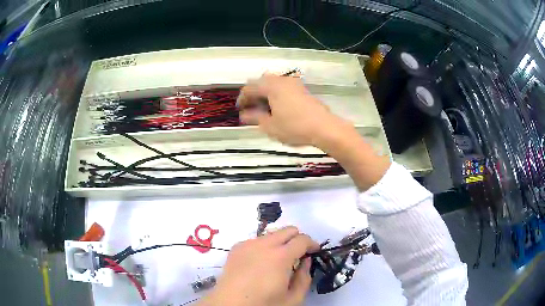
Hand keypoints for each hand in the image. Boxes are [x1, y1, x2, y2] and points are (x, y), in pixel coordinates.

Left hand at [200, 226, 318, 305]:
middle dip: (297, 239)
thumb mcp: (293, 299)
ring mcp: (247, 244)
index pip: (302, 239)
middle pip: (287, 230)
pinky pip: (256, 240)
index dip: (312, 244)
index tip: (314, 252)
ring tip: (278, 261)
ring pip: (271, 234)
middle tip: (299, 255)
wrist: (229, 305)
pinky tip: (260, 263)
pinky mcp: (235, 248)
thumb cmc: (263, 304)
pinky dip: (264, 247)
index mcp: (280, 256)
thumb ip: (304, 278)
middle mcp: (263, 244)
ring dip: (280, 242)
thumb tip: (305, 261)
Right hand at [237, 74, 345, 146]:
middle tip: (251, 108)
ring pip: (273, 83)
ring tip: (264, 108)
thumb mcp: (270, 126)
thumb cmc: (294, 127)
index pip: (250, 88)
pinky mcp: (303, 89)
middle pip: (261, 82)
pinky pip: (283, 87)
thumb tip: (244, 115)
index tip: (239, 109)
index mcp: (271, 86)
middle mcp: (281, 80)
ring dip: (265, 93)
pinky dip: (276, 94)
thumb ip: (254, 118)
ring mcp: (294, 83)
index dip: (242, 98)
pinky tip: (278, 107)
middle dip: (254, 94)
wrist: (324, 127)